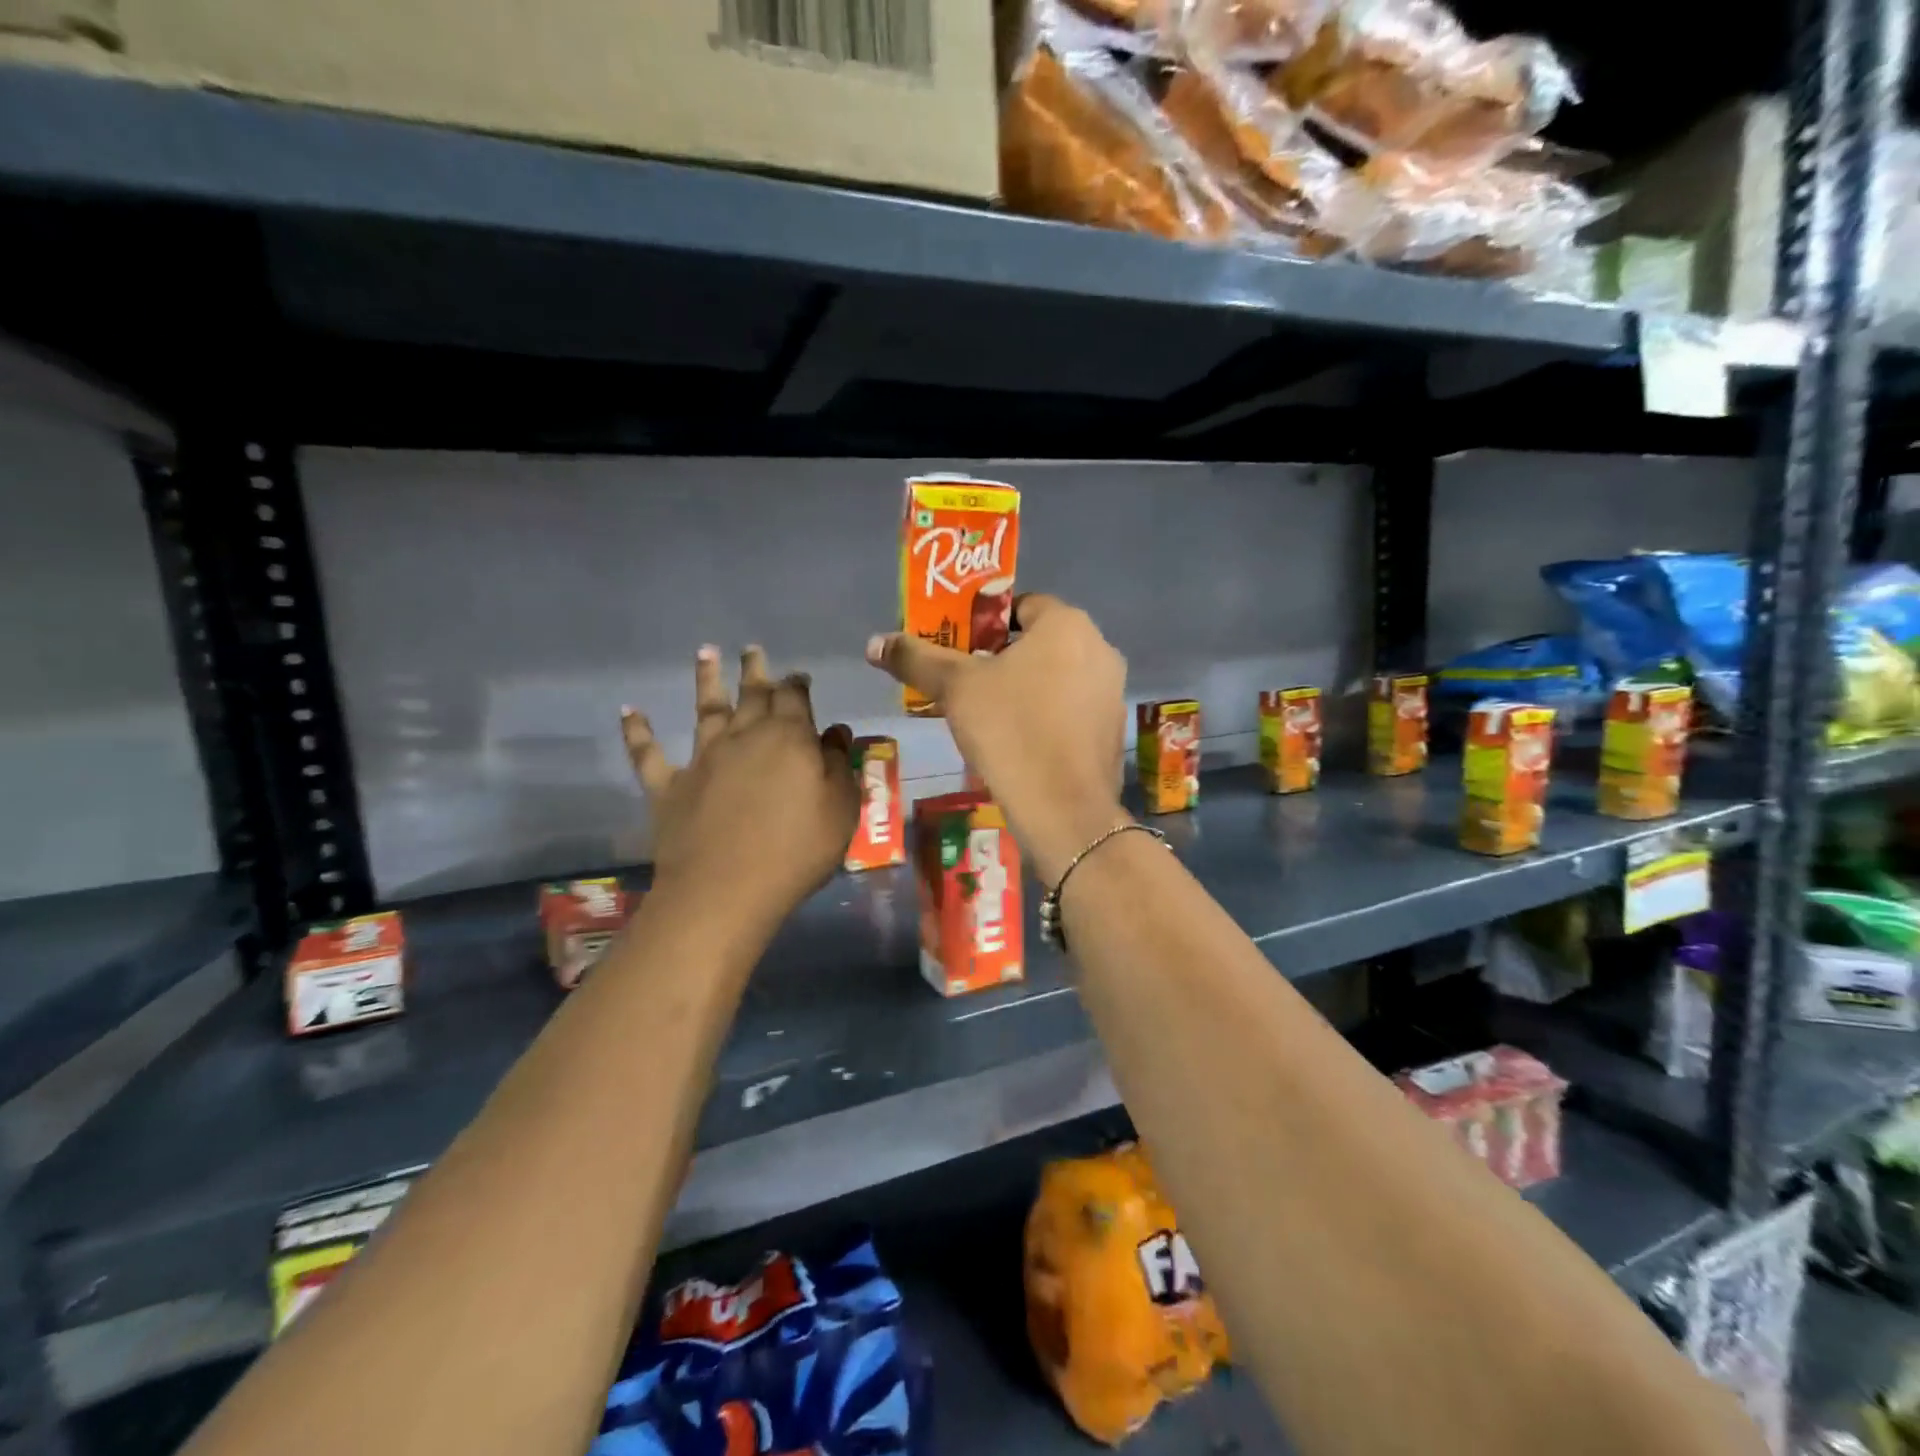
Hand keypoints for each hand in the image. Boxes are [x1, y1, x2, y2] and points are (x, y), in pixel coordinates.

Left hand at [622, 645, 858, 919]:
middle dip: (755, 670)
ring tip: (704, 652)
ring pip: (705, 709)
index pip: (795, 698)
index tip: (799, 677)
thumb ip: (838, 766)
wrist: (726, 890)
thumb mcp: (840, 809)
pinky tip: (629, 710)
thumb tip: (834, 732)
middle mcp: (744, 736)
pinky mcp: (668, 786)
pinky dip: (637, 730)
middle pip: (751, 694)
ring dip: (705, 679)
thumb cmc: (797, 850)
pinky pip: (648, 753)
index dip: (797, 684)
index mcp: (789, 738)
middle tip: (752, 650)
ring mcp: (702, 758)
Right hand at [867, 594, 1127, 883]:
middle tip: (967, 683)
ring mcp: (1112, 691)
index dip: (985, 624)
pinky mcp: (1113, 730)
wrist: (1064, 809)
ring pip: (1058, 677)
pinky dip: (1048, 716)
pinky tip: (1021, 743)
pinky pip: (1072, 709)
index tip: (960, 650)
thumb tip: (874, 642)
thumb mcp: (955, 689)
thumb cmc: (1010, 731)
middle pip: (1040, 642)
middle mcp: (1100, 649)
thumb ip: (916, 659)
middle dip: (1003, 658)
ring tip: (989, 715)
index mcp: (1067, 625)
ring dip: (1026, 688)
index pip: (1021, 605)